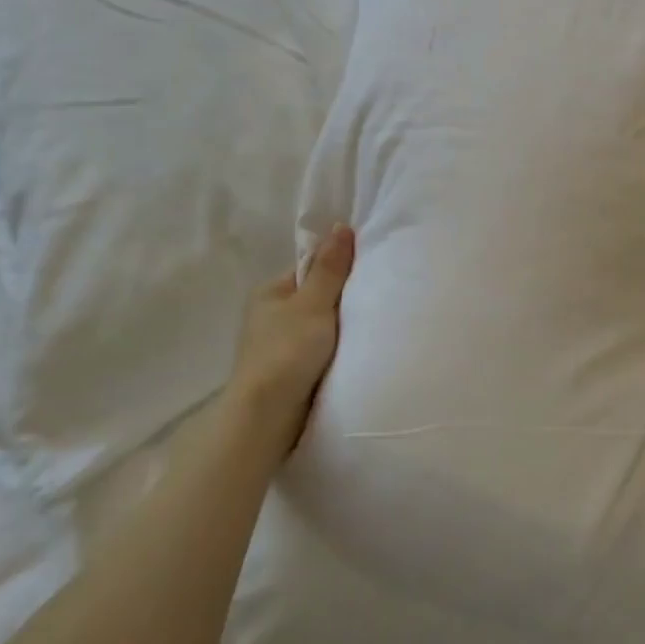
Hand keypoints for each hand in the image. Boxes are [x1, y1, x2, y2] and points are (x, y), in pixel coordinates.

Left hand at [222, 225, 354, 462]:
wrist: (267, 417)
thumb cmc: (287, 352)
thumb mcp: (313, 304)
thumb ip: (330, 268)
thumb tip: (340, 226)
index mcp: (271, 292)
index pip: (311, 268)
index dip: (339, 267)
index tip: (370, 271)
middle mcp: (272, 316)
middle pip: (318, 297)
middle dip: (344, 300)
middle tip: (377, 298)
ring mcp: (280, 346)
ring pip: (321, 326)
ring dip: (342, 329)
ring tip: (373, 326)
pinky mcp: (291, 372)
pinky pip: (321, 351)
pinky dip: (338, 351)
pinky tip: (358, 353)